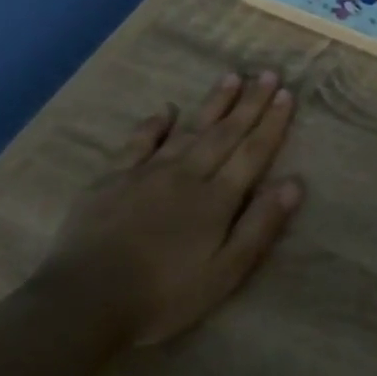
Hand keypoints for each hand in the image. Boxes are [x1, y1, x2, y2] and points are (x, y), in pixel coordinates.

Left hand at [32, 71, 303, 346]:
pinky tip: (165, 110)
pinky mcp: (110, 180)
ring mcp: (146, 174)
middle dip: (249, 103)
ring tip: (230, 77)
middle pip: (224, 133)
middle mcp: (186, 176)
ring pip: (188, 130)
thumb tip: (293, 183)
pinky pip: (138, 143)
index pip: (252, 153)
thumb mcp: (225, 272)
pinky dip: (154, 125)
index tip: (286, 94)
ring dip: (212, 104)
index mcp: (216, 199)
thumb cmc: (163, 295)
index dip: (272, 123)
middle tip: (266, 73)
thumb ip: (260, 225)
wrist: (82, 302)